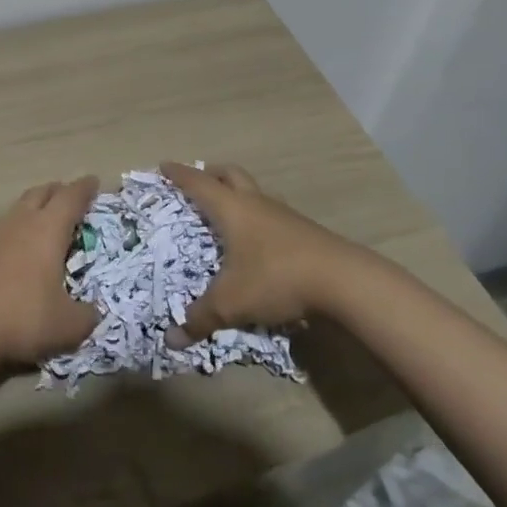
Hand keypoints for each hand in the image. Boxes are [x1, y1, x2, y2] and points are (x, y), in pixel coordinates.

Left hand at [0, 177, 102, 366]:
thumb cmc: (22, 318)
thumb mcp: (68, 326)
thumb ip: (87, 316)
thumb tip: (93, 312)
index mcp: (47, 230)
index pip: (70, 198)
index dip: (84, 188)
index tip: (93, 181)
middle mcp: (19, 222)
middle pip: (40, 193)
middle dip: (57, 191)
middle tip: (68, 196)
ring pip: (15, 209)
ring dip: (31, 209)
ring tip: (39, 221)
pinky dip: (10, 233)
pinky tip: (10, 251)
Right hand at [162, 162, 353, 343]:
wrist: (343, 281)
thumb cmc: (275, 278)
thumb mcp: (231, 303)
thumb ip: (200, 319)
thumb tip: (170, 340)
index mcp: (231, 209)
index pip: (198, 183)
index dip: (179, 174)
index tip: (163, 166)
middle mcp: (256, 203)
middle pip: (231, 175)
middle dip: (212, 174)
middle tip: (198, 181)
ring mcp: (284, 215)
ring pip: (256, 192)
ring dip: (240, 194)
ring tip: (229, 211)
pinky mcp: (305, 231)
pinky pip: (274, 214)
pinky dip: (260, 218)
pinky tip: (260, 240)